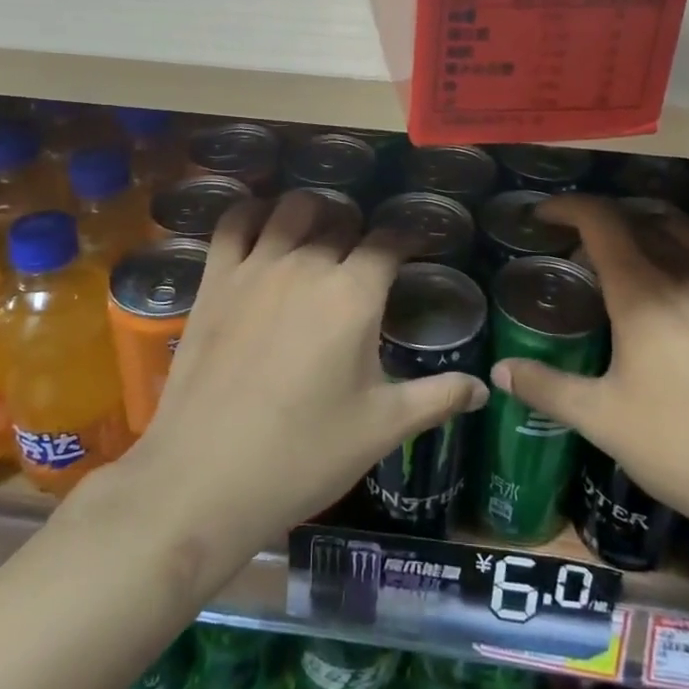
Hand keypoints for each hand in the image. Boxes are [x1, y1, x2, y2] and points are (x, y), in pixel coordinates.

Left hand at [114, 191, 487, 558]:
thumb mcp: (382, 429)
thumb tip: (483, 389)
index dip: (408, 236)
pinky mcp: (214, 280)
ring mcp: (255, 267)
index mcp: (354, 294)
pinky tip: (262, 222)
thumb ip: (437, 398)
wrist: (204, 479)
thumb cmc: (304, 455)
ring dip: (313, 211)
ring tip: (320, 230)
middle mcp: (307, 264)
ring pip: (290, 209)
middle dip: (360, 227)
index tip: (416, 244)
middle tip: (366, 253)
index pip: (390, 240)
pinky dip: (252, 212)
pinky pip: (233, 223)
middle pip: (341, 218)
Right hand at [490, 196, 688, 538]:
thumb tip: (500, 372)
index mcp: (644, 291)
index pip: (601, 222)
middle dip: (605, 223)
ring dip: (651, 230)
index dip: (568, 208)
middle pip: (643, 220)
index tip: (543, 216)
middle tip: (581, 252)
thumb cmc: (688, 447)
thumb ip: (548, 388)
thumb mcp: (604, 420)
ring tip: (635, 260)